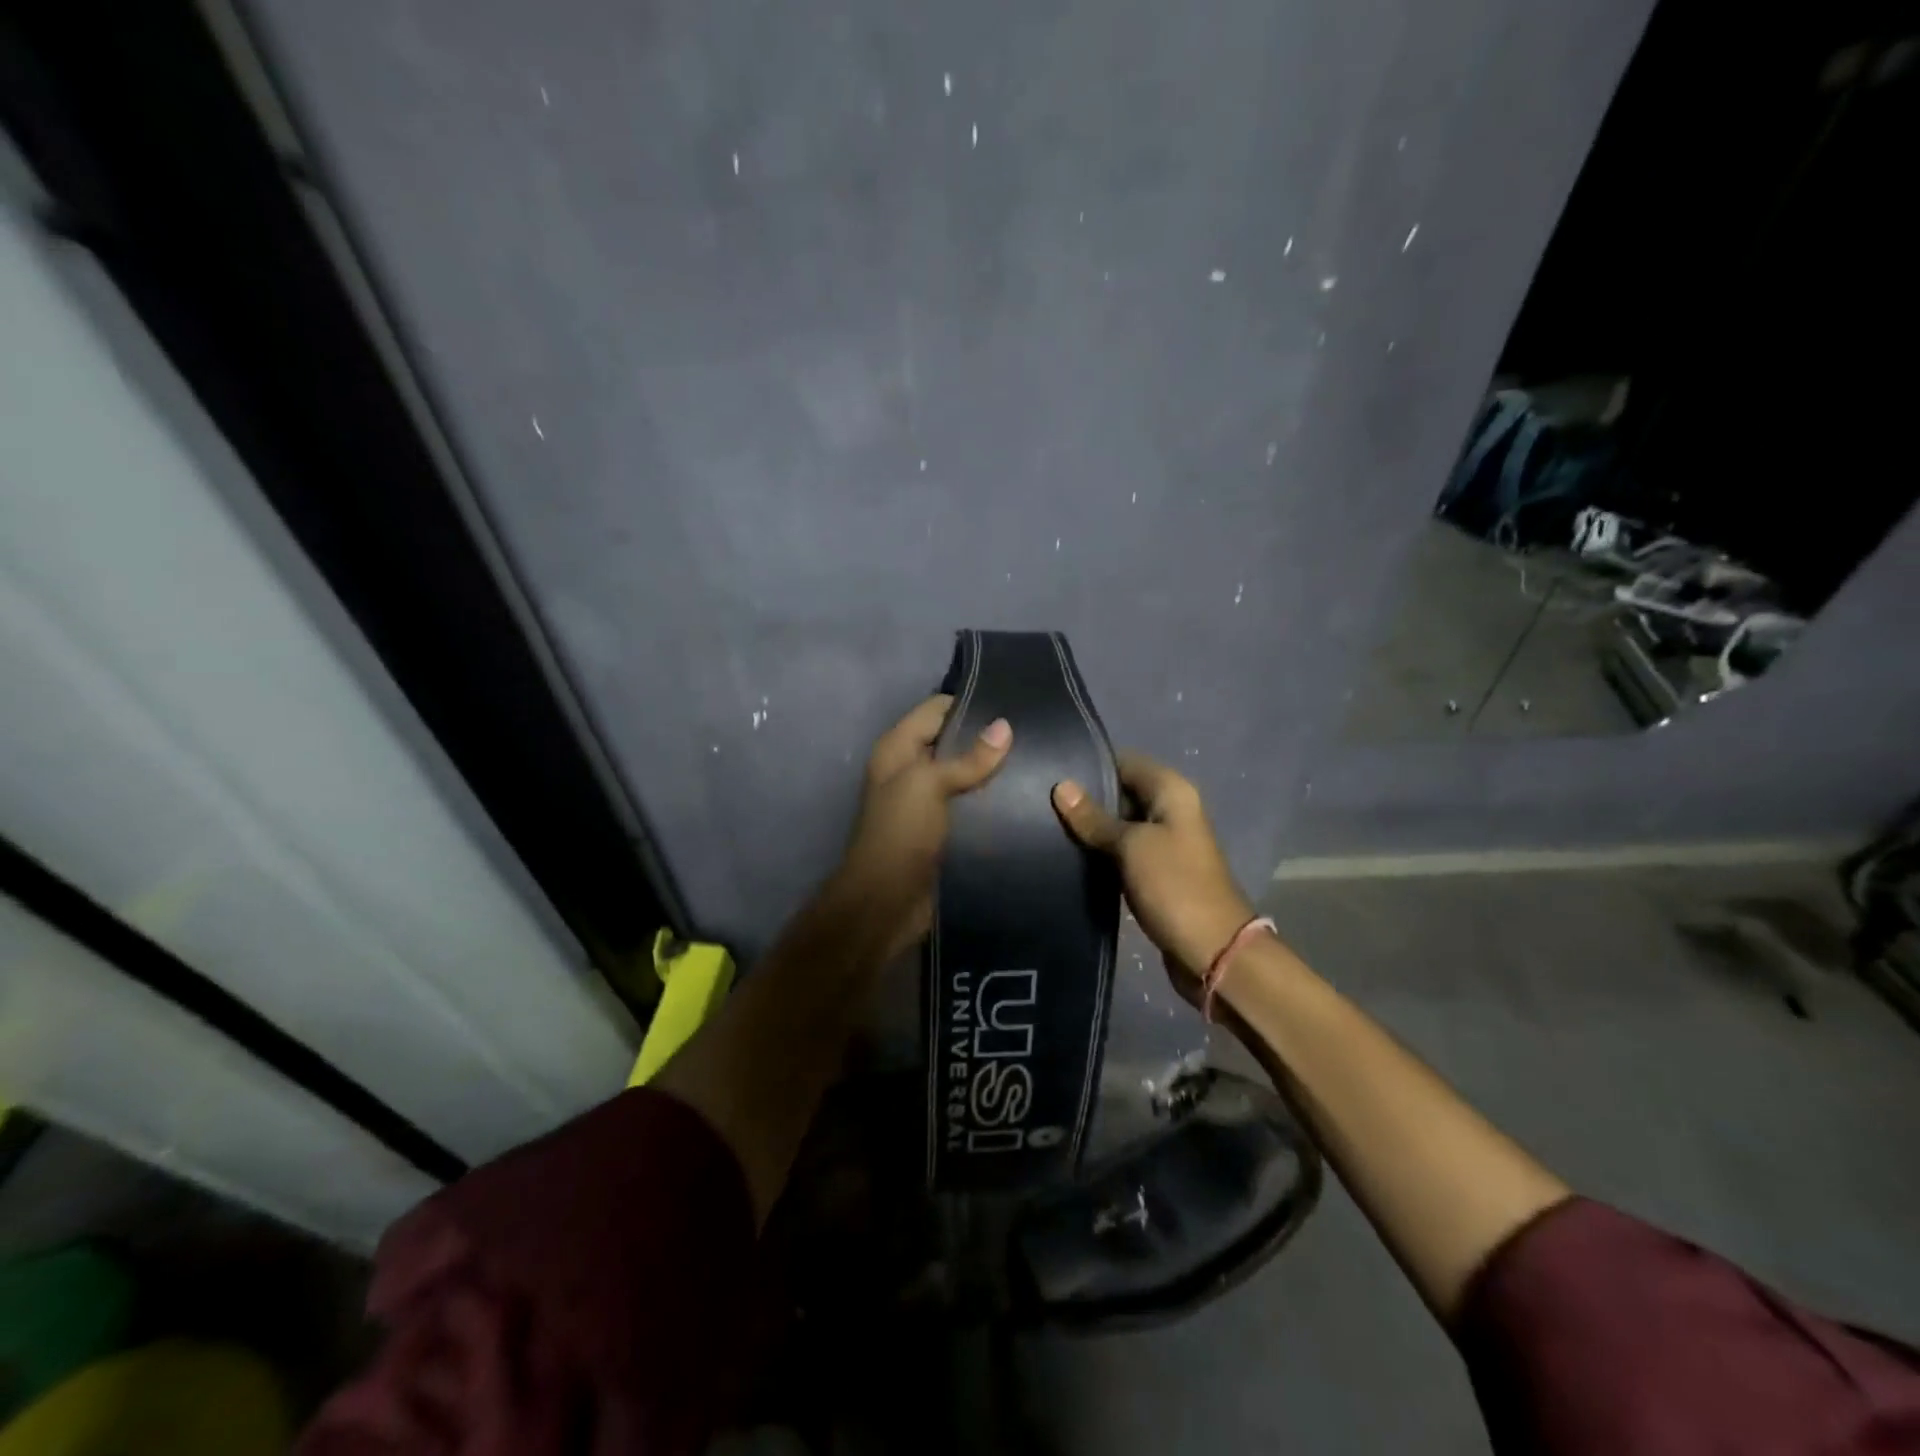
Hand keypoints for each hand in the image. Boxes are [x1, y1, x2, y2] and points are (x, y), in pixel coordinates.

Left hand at [835, 694, 1012, 958]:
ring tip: (1036, 762)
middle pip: (952, 741)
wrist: (886, 902)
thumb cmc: (900, 833)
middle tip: (1033, 733)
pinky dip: (990, 800)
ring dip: (992, 771)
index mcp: (898, 748)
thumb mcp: (929, 785)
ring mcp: (925, 801)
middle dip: (987, 738)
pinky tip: (1024, 797)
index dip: (970, 703)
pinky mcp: (941, 829)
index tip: (1013, 703)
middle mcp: (910, 769)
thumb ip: (968, 758)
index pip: (936, 709)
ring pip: (964, 774)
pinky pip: (969, 804)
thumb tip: (1005, 726)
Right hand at [1052, 753, 1254, 991]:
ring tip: (1047, 828)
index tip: (1052, 773)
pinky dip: (1101, 853)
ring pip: (1119, 824)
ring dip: (1091, 829)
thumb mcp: (1131, 846)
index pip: (1124, 762)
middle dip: (1086, 799)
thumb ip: (1094, 818)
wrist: (1212, 951)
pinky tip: (1069, 856)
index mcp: (1172, 792)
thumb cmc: (1174, 886)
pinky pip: (1123, 852)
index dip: (1091, 766)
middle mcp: (1170, 810)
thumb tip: (1061, 786)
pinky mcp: (1156, 872)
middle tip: (1042, 804)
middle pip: (1121, 792)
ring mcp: (1164, 843)